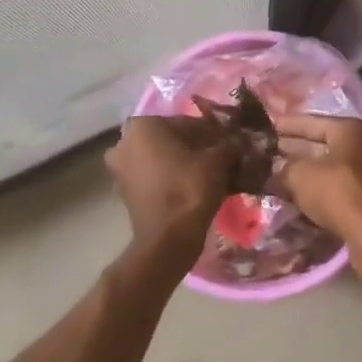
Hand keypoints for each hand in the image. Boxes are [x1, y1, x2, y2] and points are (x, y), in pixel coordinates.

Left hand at [105, 116, 235, 266]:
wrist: (168, 238)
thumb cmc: (189, 188)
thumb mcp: (217, 161)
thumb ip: (230, 144)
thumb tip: (241, 140)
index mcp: (144, 125)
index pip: (187, 122)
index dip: (212, 133)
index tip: (230, 143)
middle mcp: (125, 141)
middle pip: (172, 139)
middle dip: (196, 147)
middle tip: (222, 157)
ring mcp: (120, 168)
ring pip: (162, 157)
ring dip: (185, 162)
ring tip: (212, 173)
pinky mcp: (124, 191)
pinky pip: (154, 176)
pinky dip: (172, 177)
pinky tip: (196, 186)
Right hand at [272, 113, 361, 277]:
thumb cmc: (338, 193)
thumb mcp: (301, 175)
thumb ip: (284, 168)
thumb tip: (275, 169)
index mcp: (350, 130)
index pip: (312, 121)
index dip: (286, 124)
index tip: (265, 126)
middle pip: (321, 144)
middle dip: (293, 150)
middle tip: (265, 153)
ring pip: (328, 169)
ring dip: (303, 173)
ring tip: (274, 176)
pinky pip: (335, 189)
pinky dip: (316, 192)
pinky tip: (295, 198)